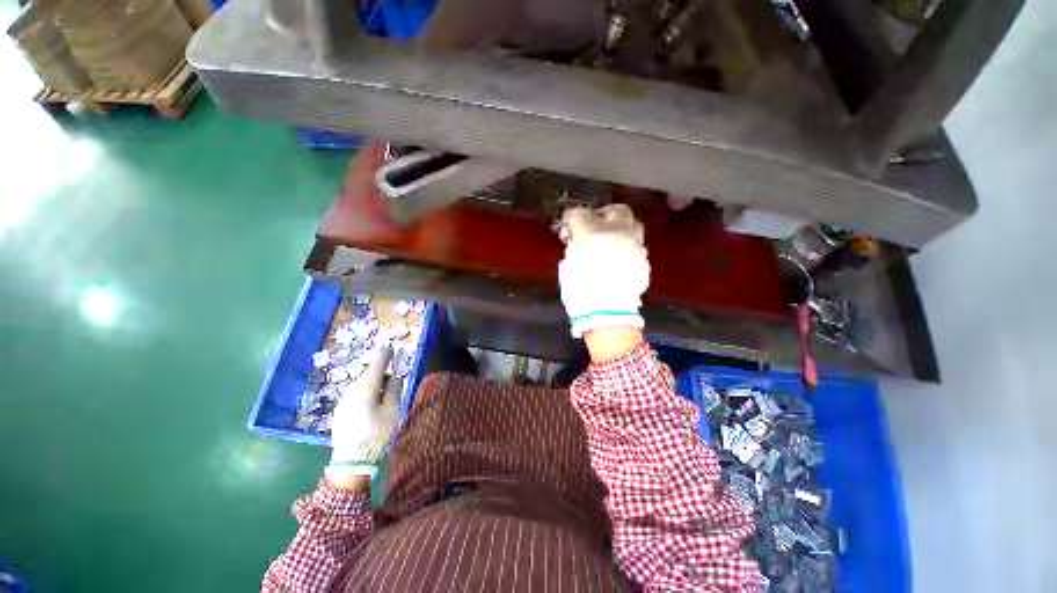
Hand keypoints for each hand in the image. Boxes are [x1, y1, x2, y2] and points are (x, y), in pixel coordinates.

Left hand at [327, 348, 399, 480]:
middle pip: (368, 375)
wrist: (350, 462)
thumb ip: (394, 389)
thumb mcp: (392, 410)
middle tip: (392, 374)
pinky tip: (371, 402)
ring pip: (361, 385)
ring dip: (372, 383)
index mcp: (365, 388)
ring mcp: (343, 401)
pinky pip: (355, 395)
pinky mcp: (340, 412)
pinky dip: (365, 392)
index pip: (376, 365)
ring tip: (384, 390)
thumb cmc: (376, 434)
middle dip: (380, 371)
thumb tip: (395, 376)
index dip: (384, 356)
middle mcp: (351, 391)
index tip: (390, 347)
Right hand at [558, 204, 650, 338]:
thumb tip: (576, 242)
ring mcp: (635, 247)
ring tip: (610, 245)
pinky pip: (636, 247)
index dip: (573, 218)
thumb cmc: (580, 291)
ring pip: (632, 227)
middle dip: (605, 216)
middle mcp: (618, 233)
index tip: (570, 226)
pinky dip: (627, 250)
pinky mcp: (644, 262)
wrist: (607, 315)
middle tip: (595, 228)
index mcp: (591, 233)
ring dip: (620, 231)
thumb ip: (573, 248)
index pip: (580, 214)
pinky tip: (618, 262)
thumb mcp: (567, 267)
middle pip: (617, 211)